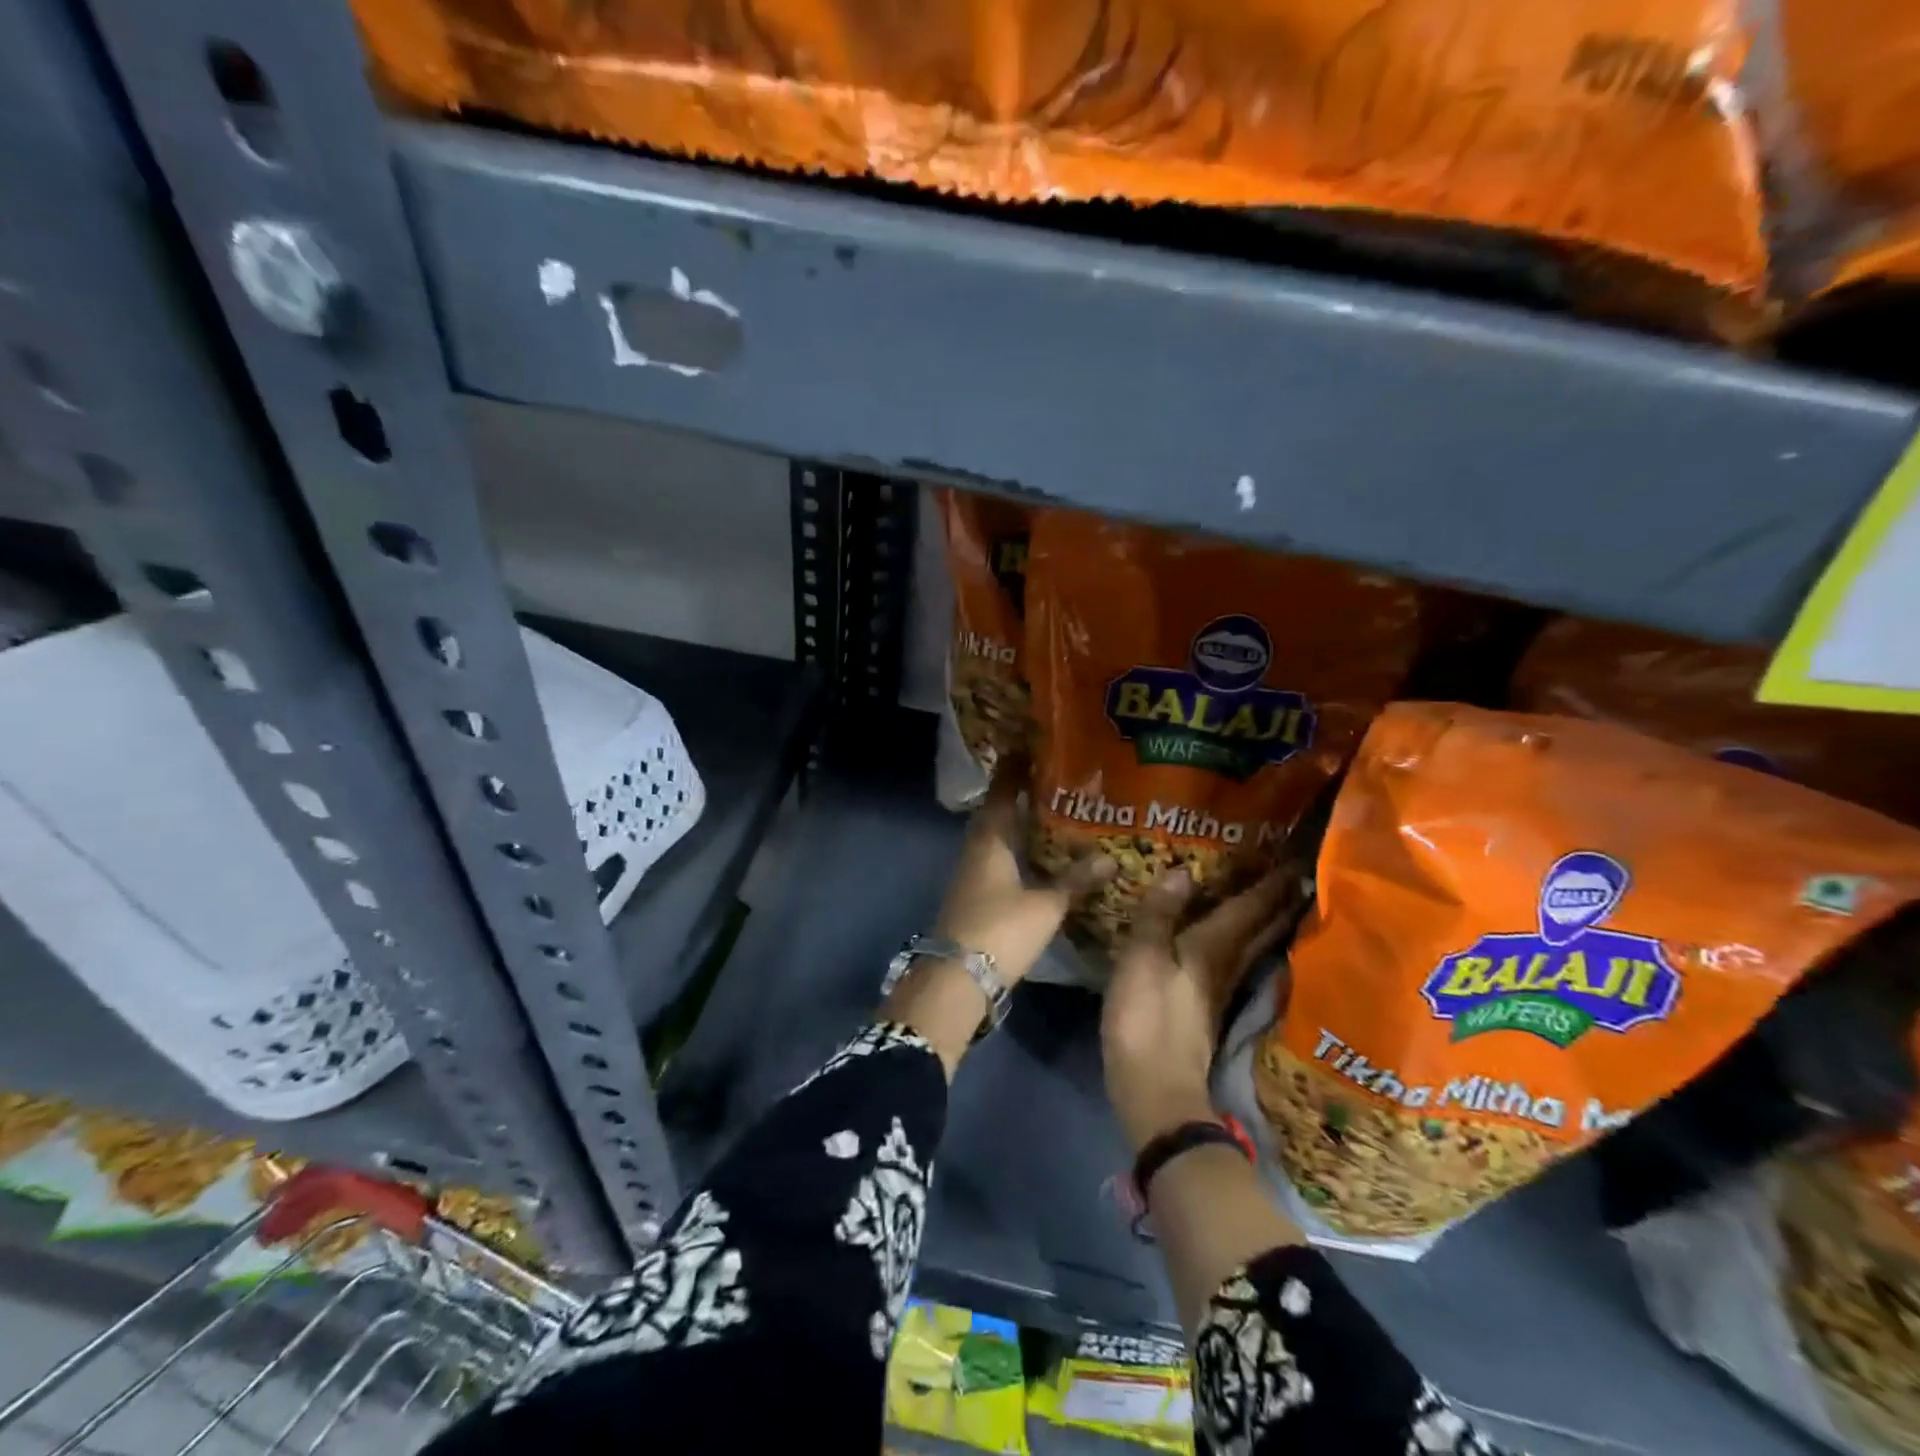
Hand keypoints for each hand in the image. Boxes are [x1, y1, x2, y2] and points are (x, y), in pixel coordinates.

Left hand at [930, 761, 1113, 986]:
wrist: (957, 978)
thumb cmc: (1000, 930)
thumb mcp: (1045, 904)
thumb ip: (1076, 880)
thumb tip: (1110, 858)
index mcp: (989, 840)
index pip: (1000, 793)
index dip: (1014, 771)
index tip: (1029, 748)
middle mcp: (977, 850)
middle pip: (997, 814)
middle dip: (1020, 796)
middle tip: (1052, 780)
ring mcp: (973, 875)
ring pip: (998, 838)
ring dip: (1019, 825)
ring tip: (1053, 814)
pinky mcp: (976, 897)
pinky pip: (999, 861)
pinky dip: (1018, 852)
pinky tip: (1039, 858)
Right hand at [1102, 867, 1301, 1153]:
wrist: (1157, 1091)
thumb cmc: (1147, 1019)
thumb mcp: (1143, 959)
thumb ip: (1159, 915)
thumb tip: (1182, 871)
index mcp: (1214, 948)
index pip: (1251, 908)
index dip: (1272, 883)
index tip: (1296, 858)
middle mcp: (1227, 965)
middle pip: (1263, 927)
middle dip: (1280, 900)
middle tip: (1299, 872)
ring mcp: (1221, 989)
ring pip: (1255, 946)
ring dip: (1269, 921)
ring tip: (1280, 898)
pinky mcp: (1210, 1008)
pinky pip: (1237, 961)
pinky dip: (1247, 943)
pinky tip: (1241, 942)